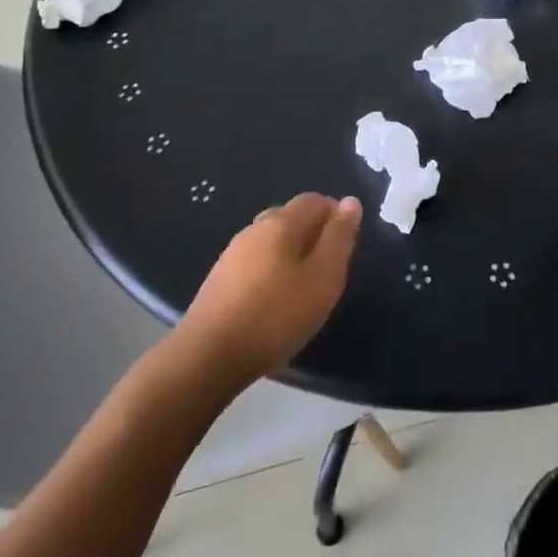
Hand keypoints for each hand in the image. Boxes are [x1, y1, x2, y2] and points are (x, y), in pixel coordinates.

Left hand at [177, 193, 361, 386]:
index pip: (314, 200)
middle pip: (290, 217)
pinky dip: (272, 271)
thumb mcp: (323, 278)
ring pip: (271, 241)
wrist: (208, 356)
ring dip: (292, 254)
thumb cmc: (275, 315)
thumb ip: (339, 238)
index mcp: (281, 222)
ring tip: (304, 287)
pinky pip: (255, 263)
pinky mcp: (219, 280)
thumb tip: (350, 202)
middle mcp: (254, 229)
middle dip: (314, 234)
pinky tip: (274, 301)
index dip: (335, 214)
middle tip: (329, 269)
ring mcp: (232, 254)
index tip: (347, 244)